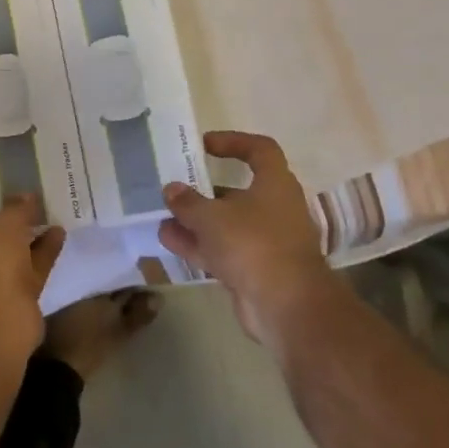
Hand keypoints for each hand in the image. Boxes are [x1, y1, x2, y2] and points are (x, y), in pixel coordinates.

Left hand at [0, 197, 64, 366]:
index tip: (1, 203)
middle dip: (9, 230)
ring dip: (31, 242)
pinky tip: (59, 235)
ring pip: (11, 261)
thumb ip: (17, 209)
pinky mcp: (13, 305)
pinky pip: (29, 273)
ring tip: (51, 218)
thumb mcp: (4, 224)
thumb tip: (28, 196)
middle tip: (30, 209)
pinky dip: (43, 255)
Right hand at [157, 132, 336, 346]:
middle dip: (204, 190)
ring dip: (195, 220)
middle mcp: (274, 209)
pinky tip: (168, 240)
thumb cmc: (253, 244)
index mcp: (275, 185)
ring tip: (162, 215)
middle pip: (238, 191)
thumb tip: (172, 189)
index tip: (204, 145)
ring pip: (226, 224)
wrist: (286, 306)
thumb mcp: (212, 216)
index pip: (260, 150)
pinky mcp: (255, 269)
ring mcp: (265, 241)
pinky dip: (198, 244)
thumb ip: (188, 201)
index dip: (233, 142)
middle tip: (175, 187)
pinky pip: (222, 250)